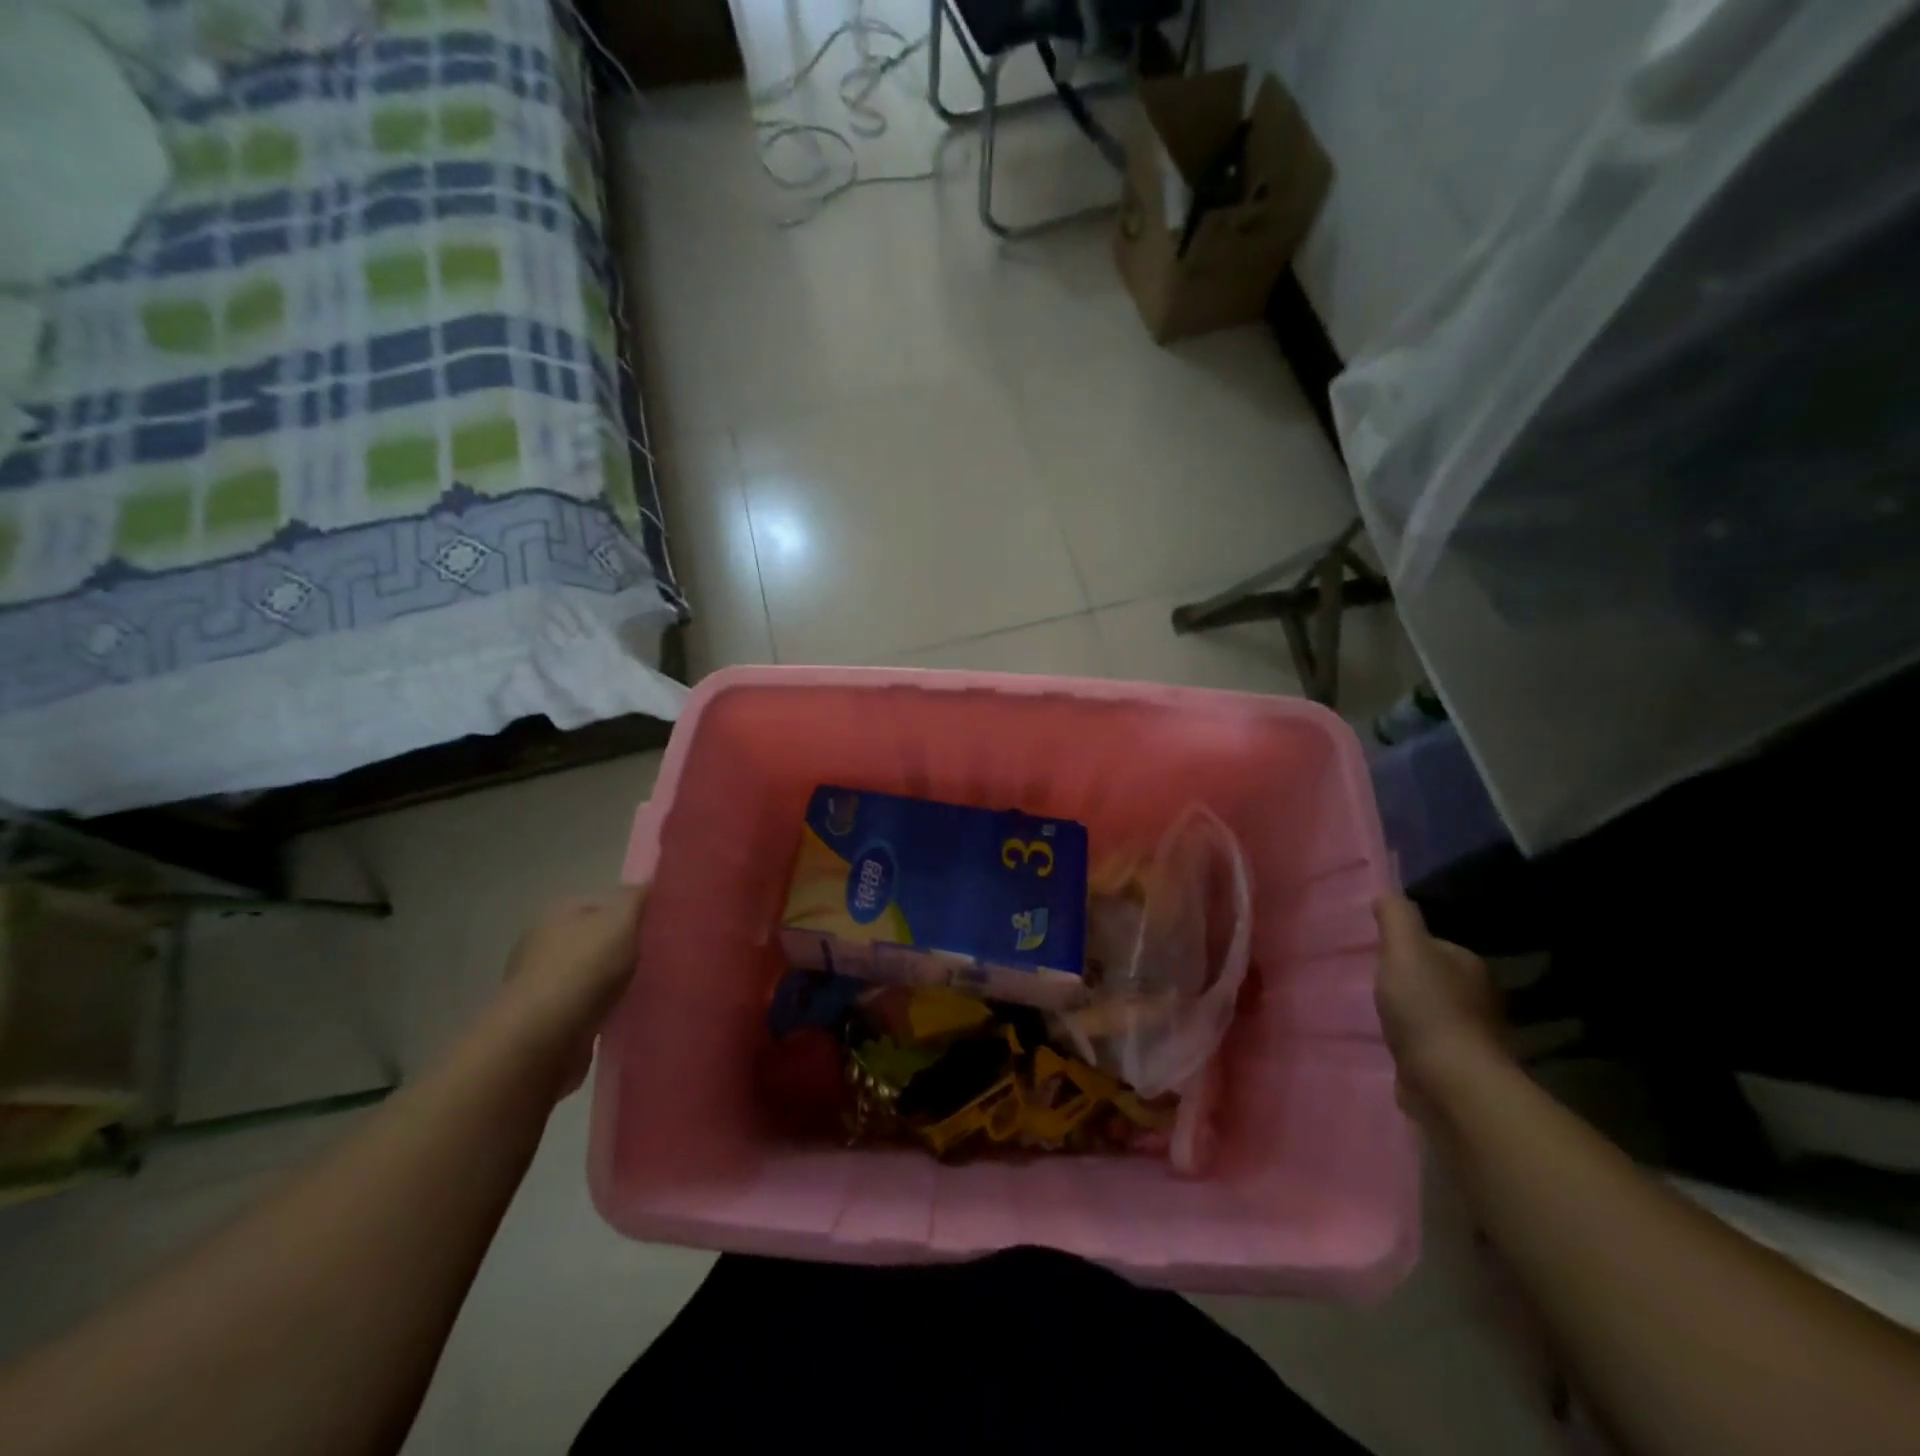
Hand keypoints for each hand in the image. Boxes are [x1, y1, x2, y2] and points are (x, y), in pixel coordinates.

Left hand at [498, 887, 646, 1095]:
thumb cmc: (585, 968)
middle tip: (658, 956)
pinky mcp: (544, 1016)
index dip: (634, 911)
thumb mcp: (622, 920)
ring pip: (590, 971)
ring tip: (644, 986)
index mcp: (559, 911)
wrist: (543, 1037)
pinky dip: (601, 1006)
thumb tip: (648, 882)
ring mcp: (540, 980)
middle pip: (597, 936)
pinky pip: (584, 1002)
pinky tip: (622, 1011)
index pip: (606, 901)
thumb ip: (637, 898)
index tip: (661, 927)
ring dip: (613, 979)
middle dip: (624, 946)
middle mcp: (544, 940)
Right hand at [1374, 893, 1506, 1121]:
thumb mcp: (1404, 949)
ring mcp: (1473, 1035)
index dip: (1406, 947)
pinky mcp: (1460, 1067)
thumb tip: (1387, 893)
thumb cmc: (1427, 1008)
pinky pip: (1431, 1044)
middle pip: (1436, 978)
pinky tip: (1395, 1045)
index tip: (1379, 955)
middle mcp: (1480, 997)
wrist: (1451, 1082)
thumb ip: (1396, 917)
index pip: (1435, 945)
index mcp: (1470, 965)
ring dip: (1412, 1014)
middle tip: (1375, 984)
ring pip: (1434, 1012)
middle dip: (1409, 981)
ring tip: (1381, 1015)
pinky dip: (1415, 1042)